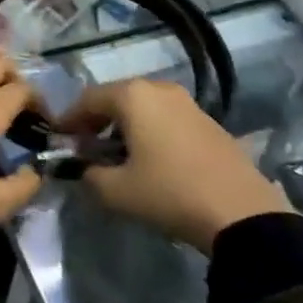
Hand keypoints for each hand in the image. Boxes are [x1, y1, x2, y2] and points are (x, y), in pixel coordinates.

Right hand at [57, 79, 289, 253]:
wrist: (243, 214)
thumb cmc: (170, 193)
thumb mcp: (118, 192)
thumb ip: (90, 177)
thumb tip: (84, 170)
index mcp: (132, 95)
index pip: (87, 99)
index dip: (69, 120)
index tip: (59, 140)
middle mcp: (158, 88)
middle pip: (115, 98)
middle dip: (97, 121)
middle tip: (86, 147)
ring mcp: (187, 102)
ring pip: (142, 107)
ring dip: (124, 126)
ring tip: (118, 155)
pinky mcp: (208, 120)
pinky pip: (166, 118)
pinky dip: (151, 131)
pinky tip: (152, 159)